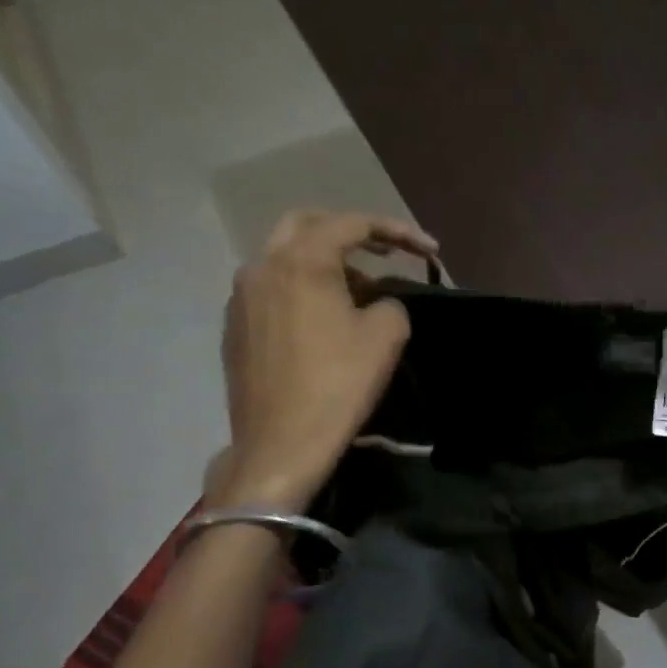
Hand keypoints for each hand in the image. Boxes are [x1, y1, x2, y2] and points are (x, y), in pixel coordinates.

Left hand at [216, 210, 437, 511]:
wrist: (282, 443)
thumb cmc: (339, 383)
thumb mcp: (386, 335)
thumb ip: (390, 302)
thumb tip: (376, 302)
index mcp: (301, 262)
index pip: (352, 224)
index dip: (397, 231)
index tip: (430, 251)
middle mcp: (262, 267)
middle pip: (306, 224)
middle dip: (350, 231)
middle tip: (385, 250)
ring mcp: (241, 297)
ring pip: (284, 257)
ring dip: (325, 261)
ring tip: (361, 289)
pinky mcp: (236, 326)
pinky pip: (272, 288)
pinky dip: (303, 286)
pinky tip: (326, 317)